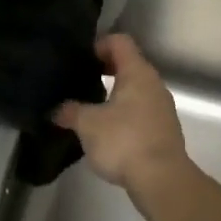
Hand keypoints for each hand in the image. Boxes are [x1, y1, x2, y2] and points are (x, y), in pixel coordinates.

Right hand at [54, 34, 188, 193]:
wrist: (161, 179)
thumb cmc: (123, 141)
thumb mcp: (87, 124)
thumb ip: (70, 111)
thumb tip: (57, 110)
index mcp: (137, 73)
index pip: (120, 42)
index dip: (99, 45)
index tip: (80, 60)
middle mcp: (154, 84)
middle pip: (129, 65)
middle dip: (104, 71)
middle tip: (80, 82)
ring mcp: (162, 108)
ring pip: (136, 90)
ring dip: (114, 95)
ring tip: (90, 109)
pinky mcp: (163, 130)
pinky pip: (141, 111)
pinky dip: (124, 114)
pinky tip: (107, 132)